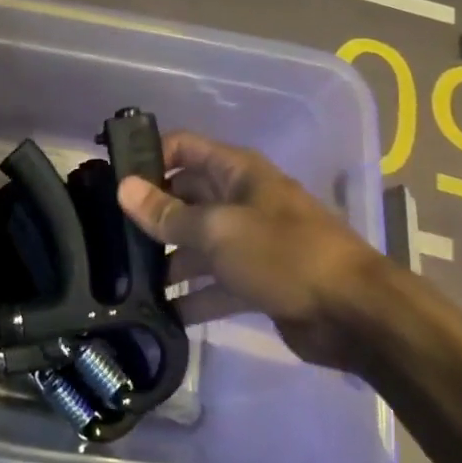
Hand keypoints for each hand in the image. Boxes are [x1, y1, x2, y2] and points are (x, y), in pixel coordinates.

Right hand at [117, 131, 393, 369]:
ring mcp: (249, 242)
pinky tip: (159, 313)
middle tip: (107, 236)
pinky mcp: (255, 281)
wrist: (354, 315)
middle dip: (151, 214)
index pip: (183, 148)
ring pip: (196, 243)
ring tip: (125, 280)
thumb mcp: (218, 231)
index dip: (149, 156)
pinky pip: (214, 284)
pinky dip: (192, 296)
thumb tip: (123, 188)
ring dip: (167, 260)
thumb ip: (168, 214)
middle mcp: (240, 200)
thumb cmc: (283, 255)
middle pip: (185, 197)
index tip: (112, 179)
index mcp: (236, 173)